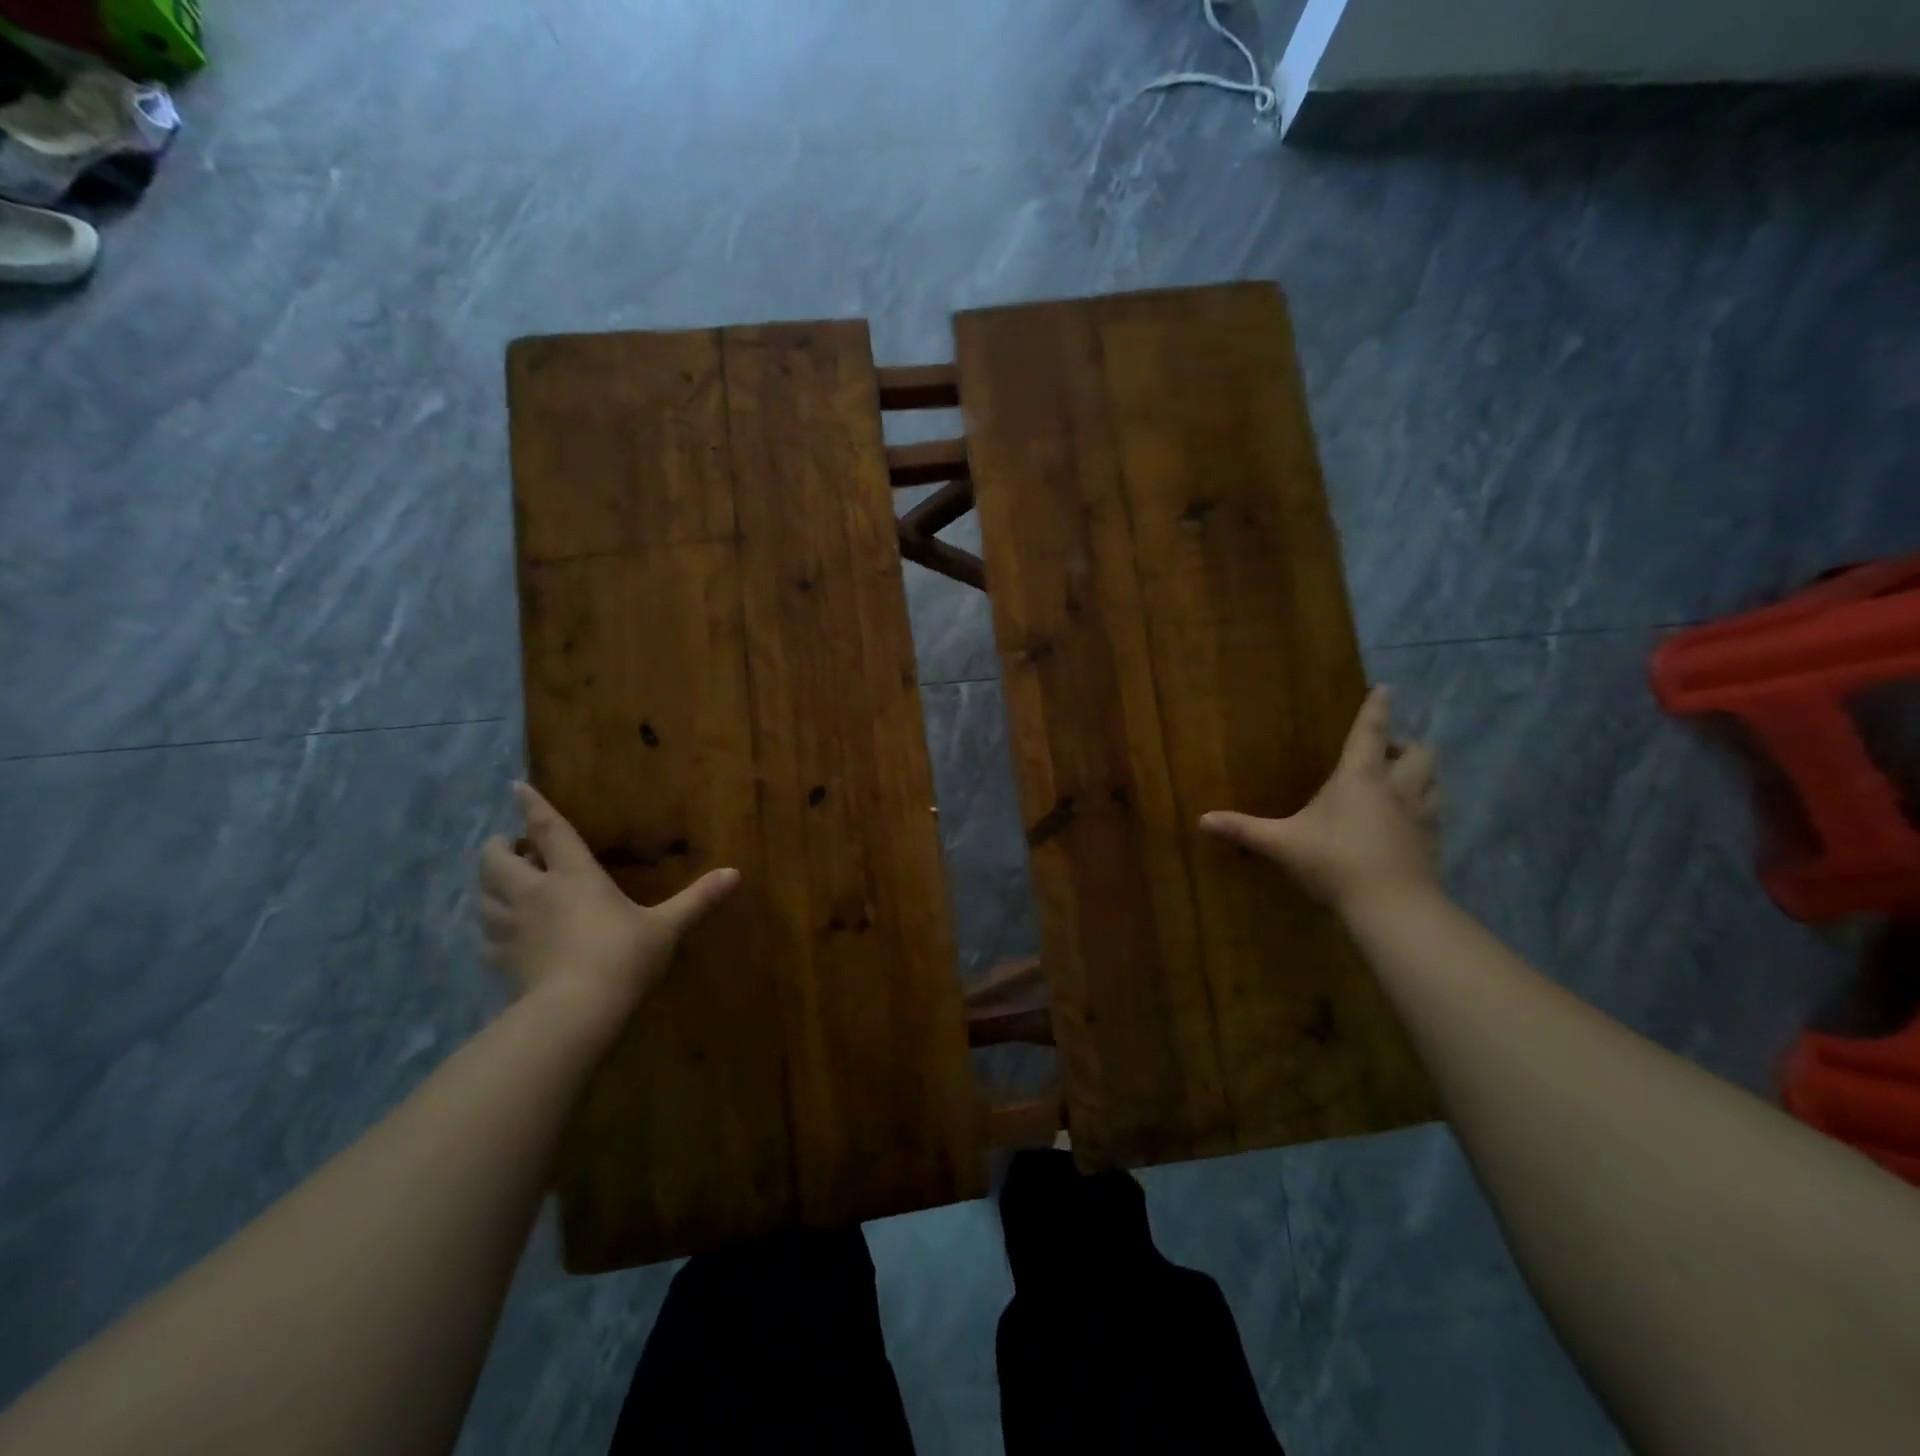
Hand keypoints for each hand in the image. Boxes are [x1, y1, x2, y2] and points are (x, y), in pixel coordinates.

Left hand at [478, 783, 739, 1018]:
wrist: (575, 1011)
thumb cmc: (623, 957)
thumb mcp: (667, 927)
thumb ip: (698, 899)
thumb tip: (735, 873)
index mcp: (574, 876)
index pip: (549, 830)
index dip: (532, 806)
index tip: (514, 787)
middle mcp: (535, 893)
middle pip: (497, 861)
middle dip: (498, 848)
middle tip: (511, 847)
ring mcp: (512, 927)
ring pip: (483, 895)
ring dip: (489, 885)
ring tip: (503, 885)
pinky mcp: (500, 960)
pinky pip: (485, 936)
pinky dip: (490, 927)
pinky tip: (501, 934)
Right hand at [1200, 686, 1440, 910]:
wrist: (1393, 906)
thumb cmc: (1334, 863)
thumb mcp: (1282, 844)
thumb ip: (1244, 829)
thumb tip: (1202, 819)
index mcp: (1360, 778)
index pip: (1370, 732)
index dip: (1378, 708)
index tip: (1387, 688)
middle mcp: (1396, 789)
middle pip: (1419, 753)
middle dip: (1406, 746)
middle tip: (1388, 752)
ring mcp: (1420, 816)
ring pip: (1434, 781)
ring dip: (1421, 775)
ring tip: (1403, 782)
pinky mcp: (1432, 842)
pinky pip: (1435, 814)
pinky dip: (1425, 809)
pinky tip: (1409, 823)